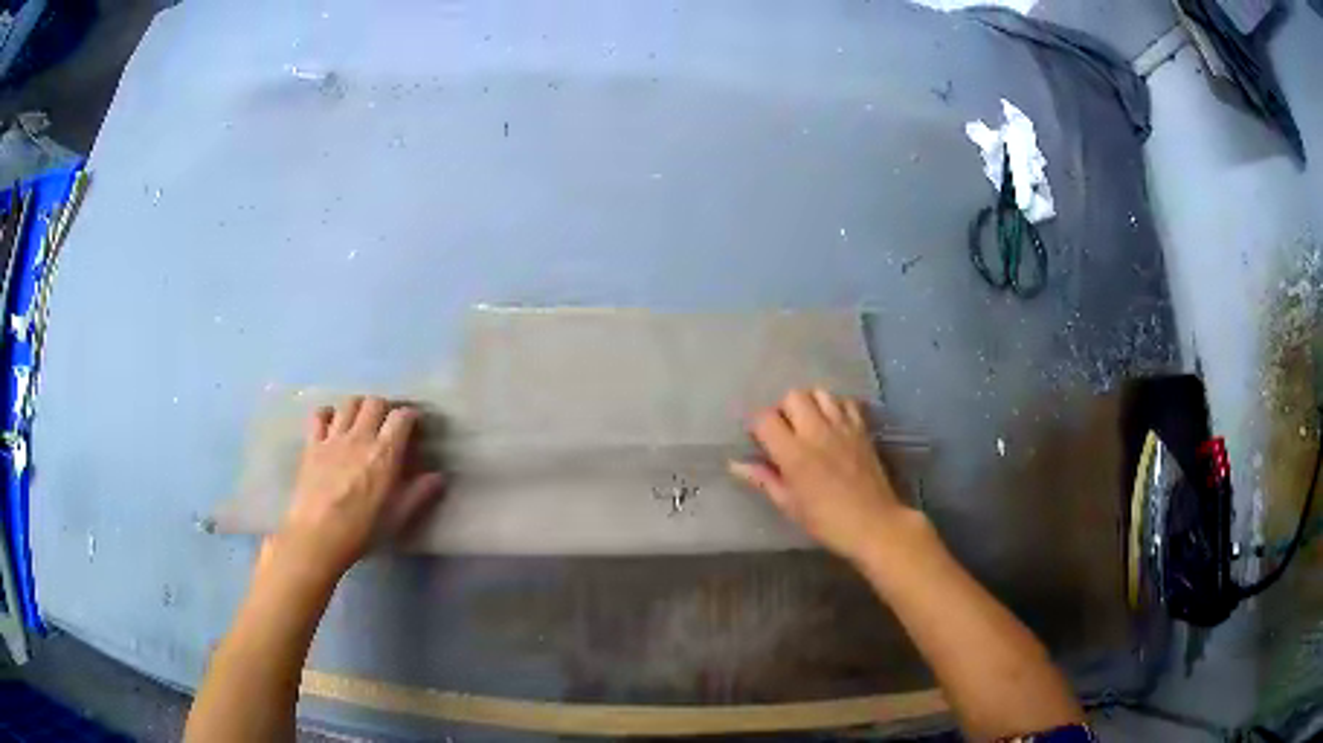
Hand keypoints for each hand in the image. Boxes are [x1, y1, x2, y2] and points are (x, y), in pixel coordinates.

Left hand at [270, 396, 444, 580]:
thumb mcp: (398, 516)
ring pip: (349, 403)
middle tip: (387, 422)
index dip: (410, 415)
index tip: (414, 424)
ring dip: (359, 406)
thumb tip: (439, 477)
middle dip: (385, 407)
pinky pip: (319, 415)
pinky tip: (332, 423)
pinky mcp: (312, 444)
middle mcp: (360, 437)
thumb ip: (419, 493)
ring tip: (361, 420)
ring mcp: (333, 437)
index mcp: (385, 453)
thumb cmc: (362, 529)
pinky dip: (328, 413)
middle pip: (374, 402)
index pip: (401, 417)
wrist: (318, 535)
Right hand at [730, 388, 910, 561]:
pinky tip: (833, 424)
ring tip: (809, 424)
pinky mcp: (862, 428)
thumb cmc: (826, 521)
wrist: (873, 524)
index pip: (765, 418)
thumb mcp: (789, 505)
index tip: (759, 441)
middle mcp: (816, 432)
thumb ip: (764, 479)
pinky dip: (836, 406)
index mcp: (794, 454)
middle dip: (783, 409)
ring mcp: (842, 427)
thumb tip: (735, 464)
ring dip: (809, 404)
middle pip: (793, 396)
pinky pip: (846, 401)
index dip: (757, 426)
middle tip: (785, 431)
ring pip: (820, 393)